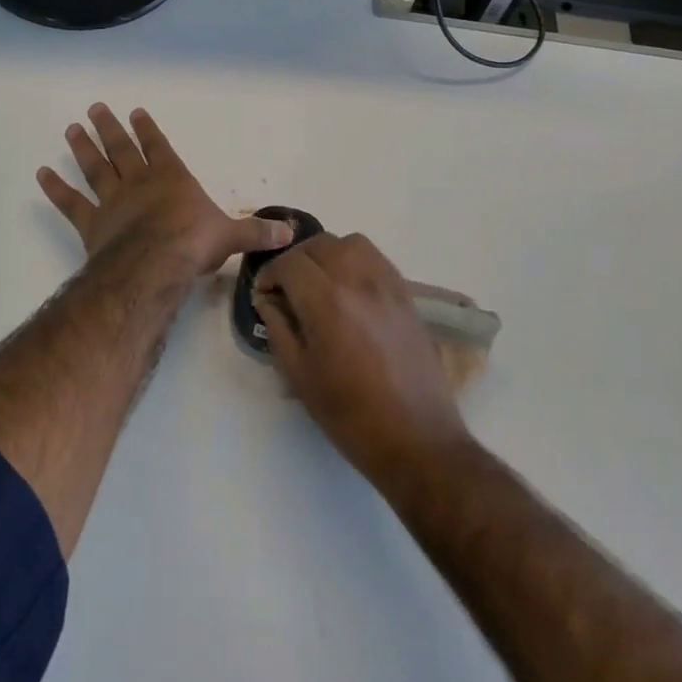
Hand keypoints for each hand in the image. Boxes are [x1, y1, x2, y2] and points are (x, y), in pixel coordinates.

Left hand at [38, 105, 291, 274]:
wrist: (156, 265)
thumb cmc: (194, 244)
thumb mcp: (232, 237)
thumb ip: (257, 232)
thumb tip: (291, 233)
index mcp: (172, 179)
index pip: (159, 146)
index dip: (147, 129)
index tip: (134, 112)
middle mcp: (140, 183)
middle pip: (121, 149)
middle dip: (109, 128)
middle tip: (94, 108)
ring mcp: (112, 201)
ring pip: (95, 168)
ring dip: (83, 148)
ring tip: (72, 129)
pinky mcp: (92, 224)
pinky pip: (71, 203)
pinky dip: (56, 189)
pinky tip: (41, 173)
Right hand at [255, 233, 469, 489]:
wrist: (416, 439)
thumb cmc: (350, 415)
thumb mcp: (300, 376)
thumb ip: (279, 328)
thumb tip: (268, 300)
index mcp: (327, 302)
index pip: (290, 263)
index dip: (270, 273)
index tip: (264, 293)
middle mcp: (359, 281)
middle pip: (320, 244)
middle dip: (296, 260)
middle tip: (287, 287)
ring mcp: (388, 285)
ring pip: (351, 243)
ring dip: (328, 254)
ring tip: (320, 282)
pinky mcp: (407, 295)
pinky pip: (377, 259)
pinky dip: (356, 262)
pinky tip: (350, 291)